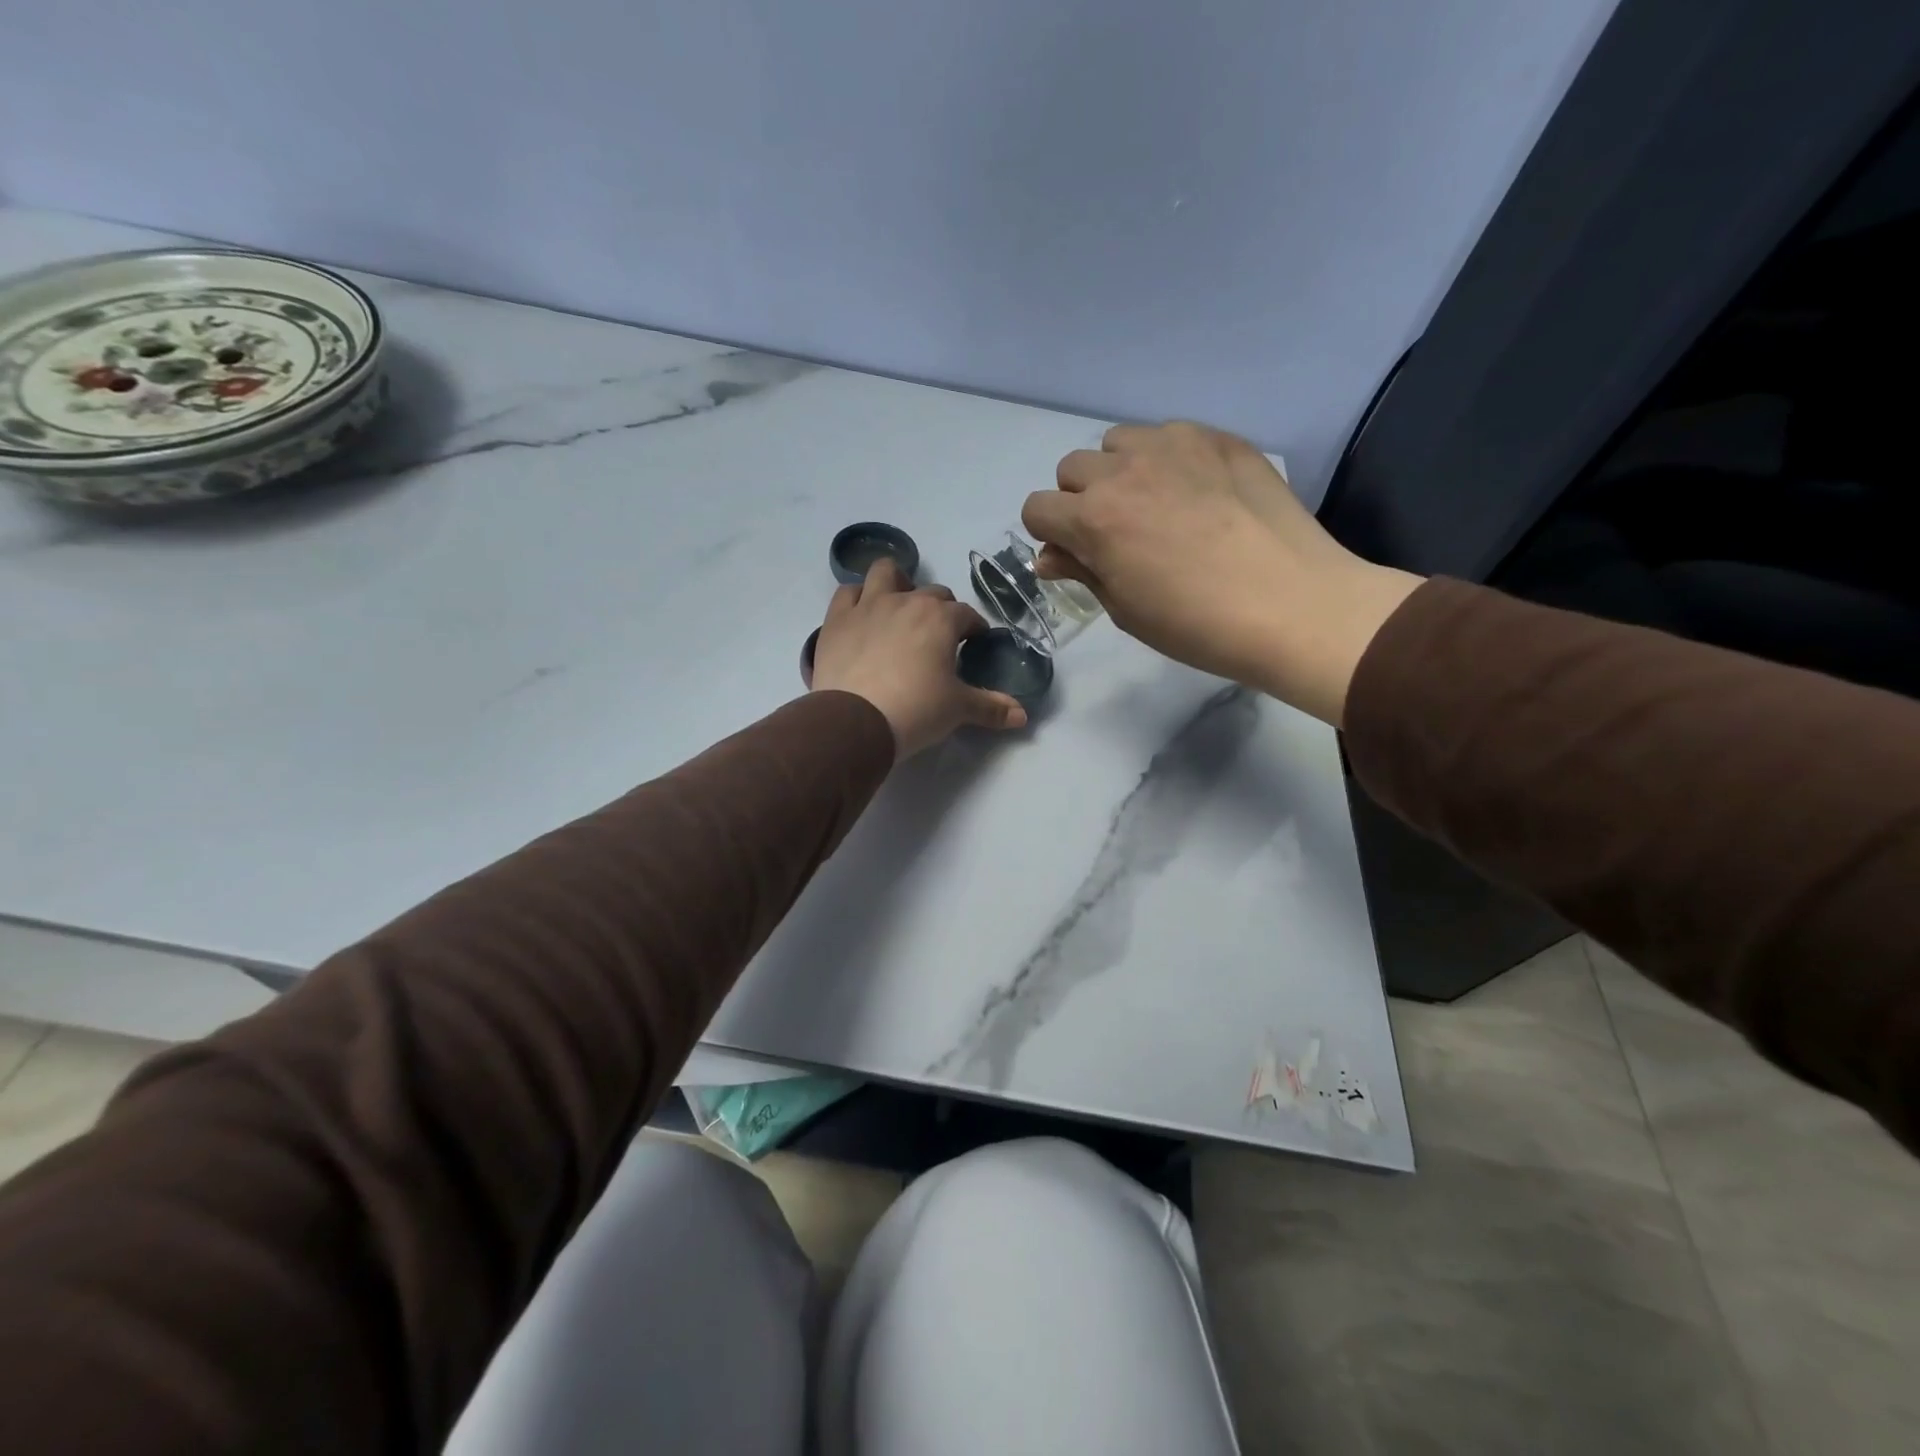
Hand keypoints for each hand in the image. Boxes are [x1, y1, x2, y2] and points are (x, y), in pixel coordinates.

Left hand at [809, 559, 1027, 756]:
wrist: (855, 721)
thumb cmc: (916, 710)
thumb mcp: (959, 709)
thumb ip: (991, 708)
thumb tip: (1023, 716)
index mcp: (941, 619)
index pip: (967, 614)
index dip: (974, 628)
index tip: (974, 643)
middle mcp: (907, 601)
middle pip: (932, 593)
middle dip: (941, 609)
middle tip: (939, 637)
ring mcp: (868, 605)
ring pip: (886, 573)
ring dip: (897, 583)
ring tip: (899, 606)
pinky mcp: (837, 619)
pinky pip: (847, 592)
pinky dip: (857, 598)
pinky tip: (862, 614)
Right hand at [1020, 422, 1422, 725]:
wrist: (1292, 605)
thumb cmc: (1197, 625)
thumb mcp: (1125, 610)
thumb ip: (1083, 572)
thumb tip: (1050, 557)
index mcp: (1094, 520)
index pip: (1037, 508)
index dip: (1049, 533)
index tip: (1073, 553)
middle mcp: (1124, 471)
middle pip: (1072, 468)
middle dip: (1080, 499)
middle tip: (1115, 532)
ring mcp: (1174, 446)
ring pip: (1118, 442)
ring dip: (1120, 470)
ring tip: (1154, 503)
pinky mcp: (1218, 438)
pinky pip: (1169, 435)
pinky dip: (1167, 459)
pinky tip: (1197, 492)